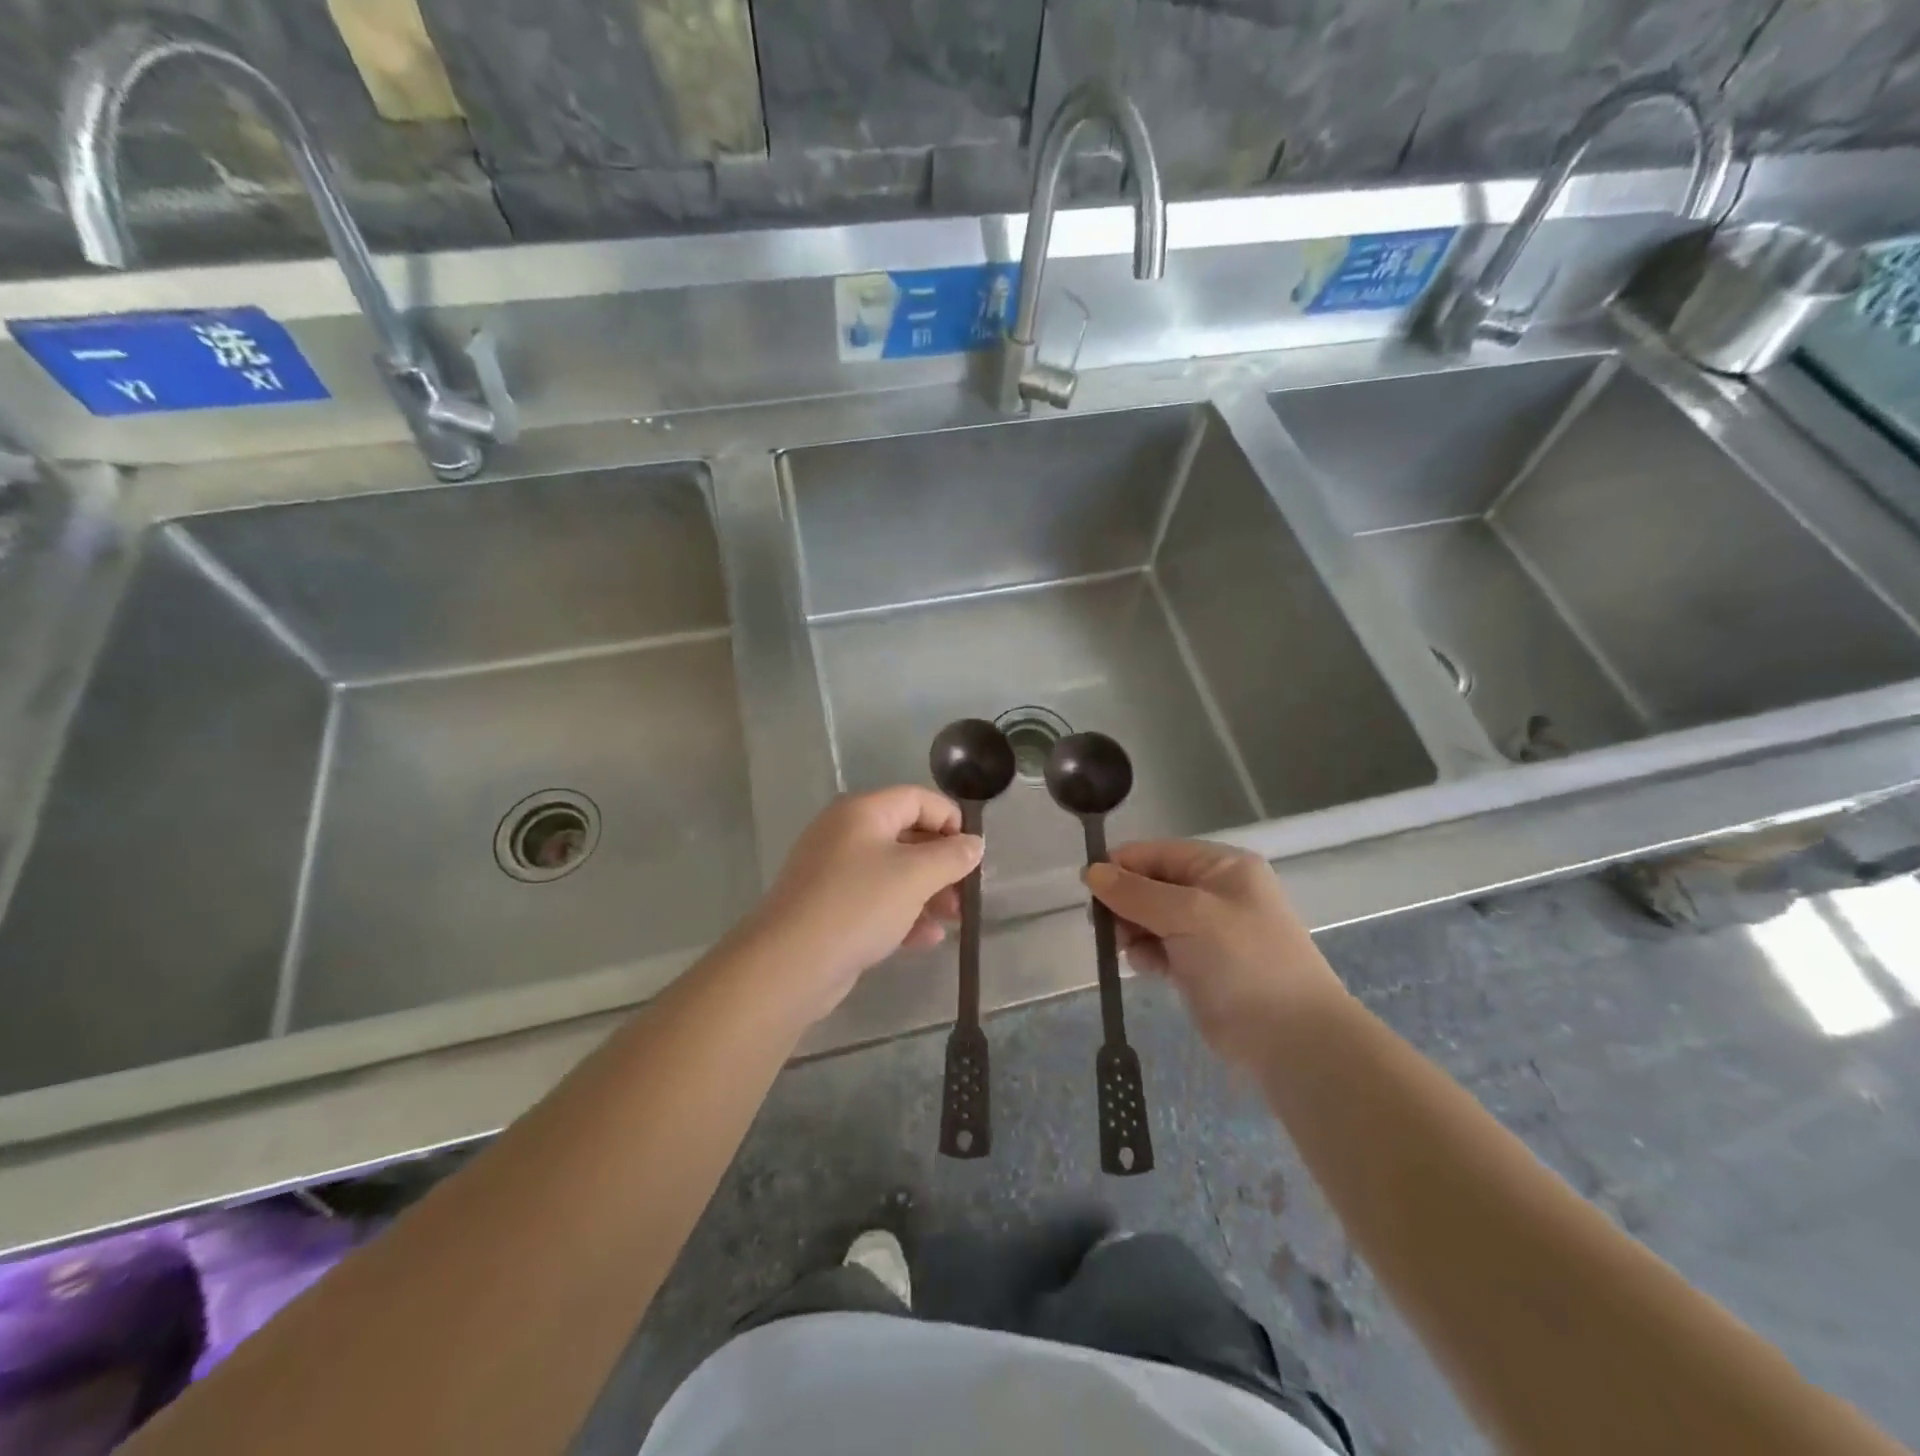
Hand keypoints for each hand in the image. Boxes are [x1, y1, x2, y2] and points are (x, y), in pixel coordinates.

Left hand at [738, 787, 983, 1023]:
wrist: (790, 964)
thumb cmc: (858, 905)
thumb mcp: (915, 876)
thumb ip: (951, 856)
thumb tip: (974, 843)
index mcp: (862, 812)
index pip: (917, 799)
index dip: (951, 820)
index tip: (974, 853)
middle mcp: (845, 833)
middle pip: (906, 835)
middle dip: (942, 863)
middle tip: (967, 892)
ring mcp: (833, 872)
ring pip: (892, 872)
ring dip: (927, 892)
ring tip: (954, 919)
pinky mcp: (829, 908)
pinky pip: (875, 901)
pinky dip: (903, 913)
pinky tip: (926, 939)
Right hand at [1085, 840, 1347, 1067]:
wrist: (1293, 1040)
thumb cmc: (1243, 962)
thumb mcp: (1188, 915)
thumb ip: (1135, 893)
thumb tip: (1091, 871)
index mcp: (1222, 867)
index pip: (1158, 853)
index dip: (1122, 866)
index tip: (1089, 889)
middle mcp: (1215, 892)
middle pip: (1151, 884)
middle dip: (1125, 902)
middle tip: (1105, 926)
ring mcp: (1209, 931)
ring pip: (1151, 918)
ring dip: (1133, 930)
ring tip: (1127, 949)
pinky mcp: (1201, 966)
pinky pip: (1160, 947)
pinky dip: (1147, 954)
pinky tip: (1145, 968)